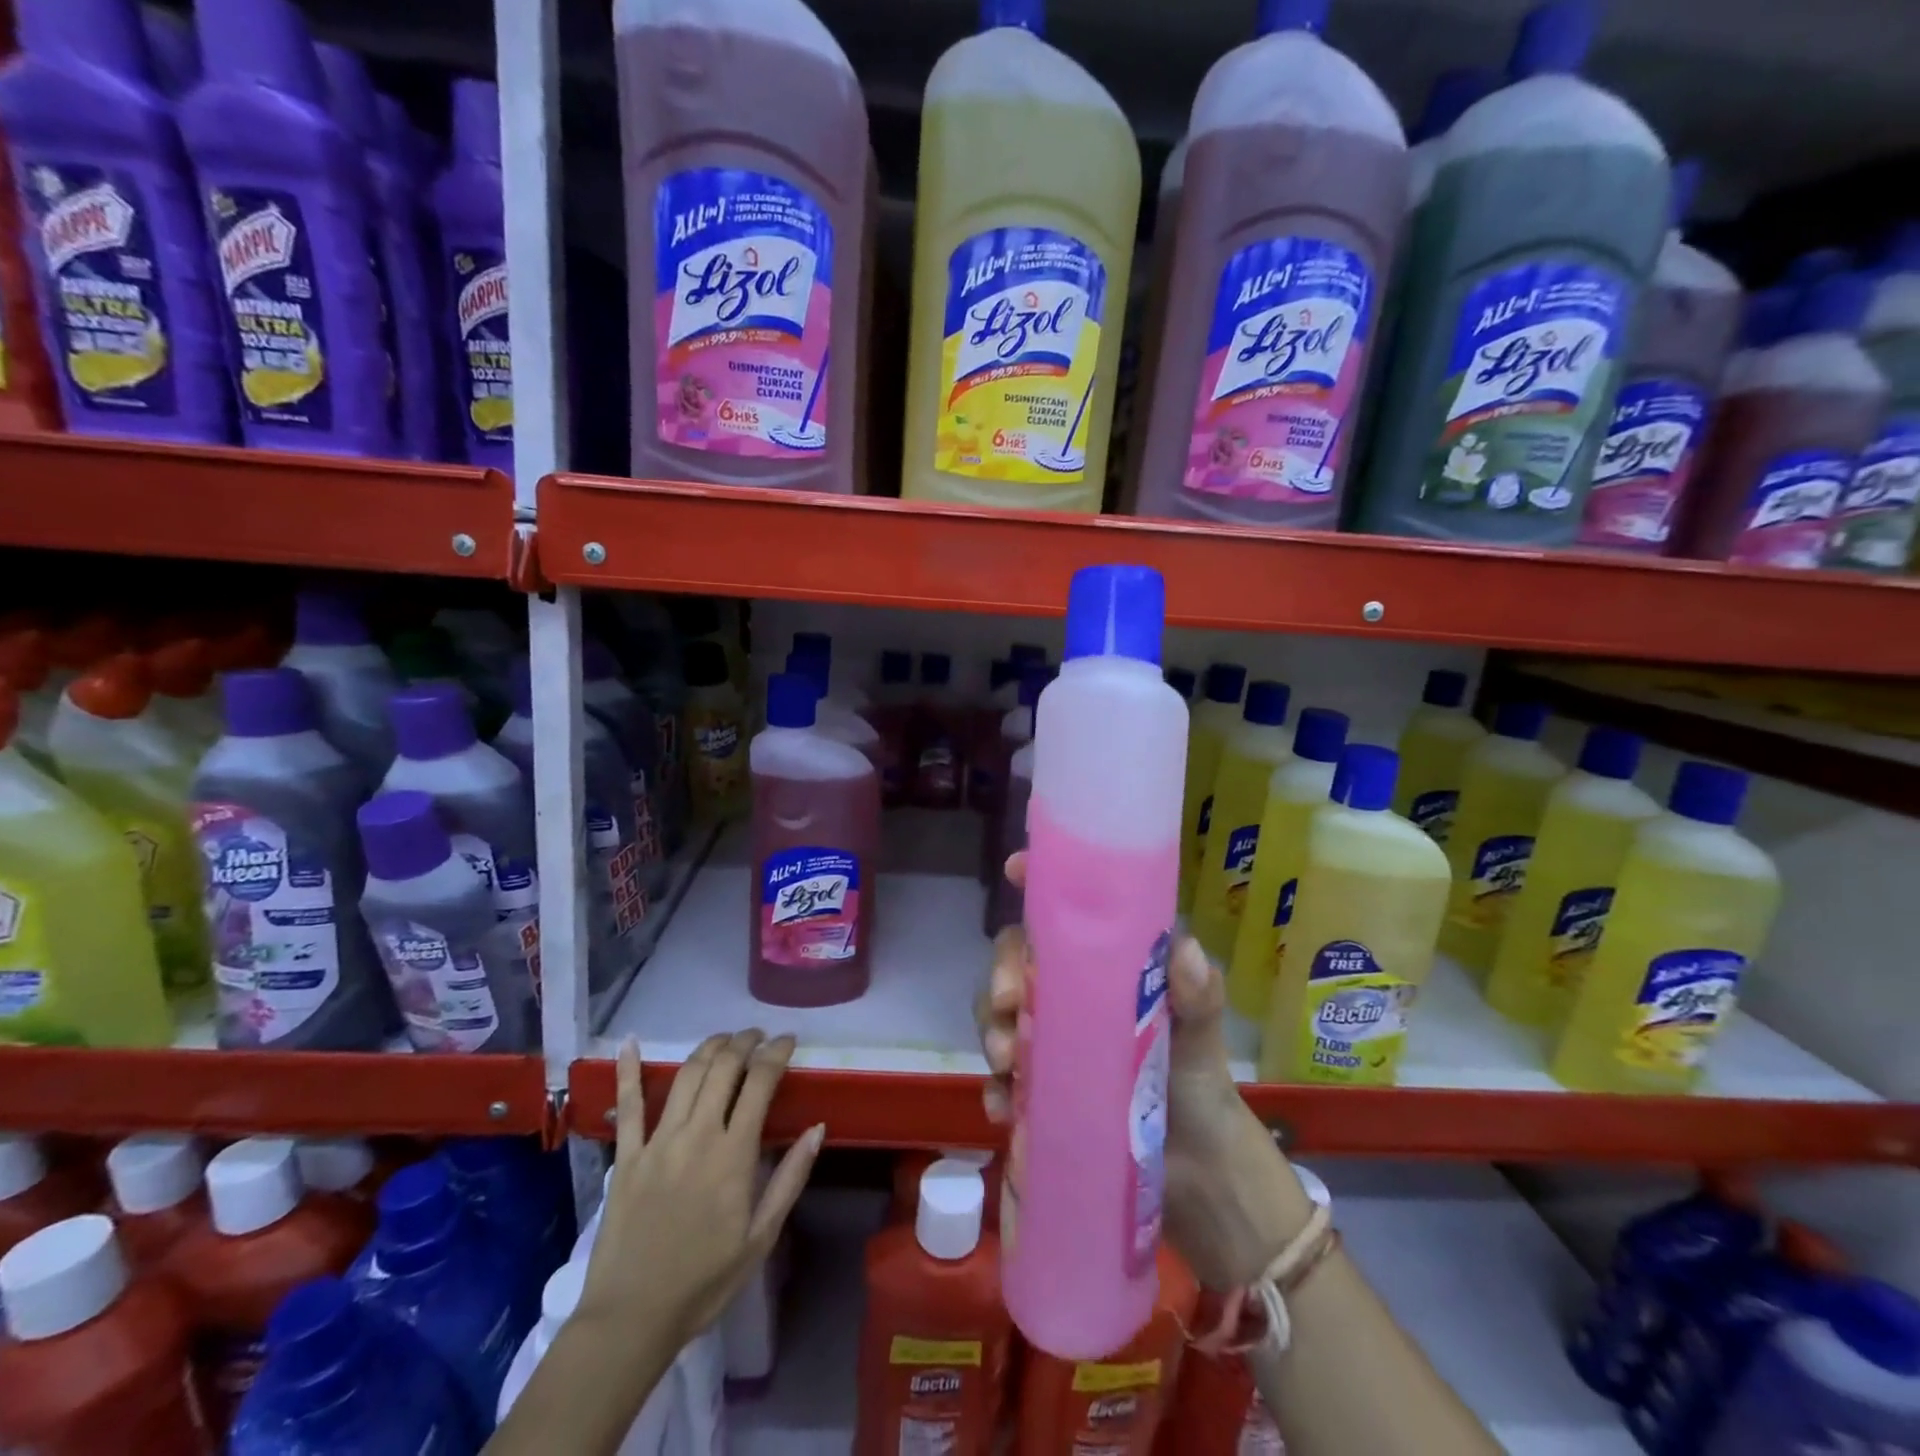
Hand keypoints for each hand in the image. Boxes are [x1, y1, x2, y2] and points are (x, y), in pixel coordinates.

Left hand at [581, 1034, 824, 1348]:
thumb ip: (790, 1178)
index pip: (759, 1082)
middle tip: (758, 1036)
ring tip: (725, 1039)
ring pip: (686, 1075)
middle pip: (723, 1067)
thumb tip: (817, 1127)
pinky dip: (628, 1070)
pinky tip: (629, 1043)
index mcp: (733, 1154)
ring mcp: (658, 1142)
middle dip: (745, 1042)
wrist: (631, 1320)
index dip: (776, 1053)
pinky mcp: (627, 1156)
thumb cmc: (704, 1282)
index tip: (788, 1040)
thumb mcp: (761, 1238)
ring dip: (709, 1047)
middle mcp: (697, 1135)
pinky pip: (628, 1106)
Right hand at [978, 854, 1310, 1289]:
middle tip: (1010, 1002)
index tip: (1014, 870)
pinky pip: (1001, 1080)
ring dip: (993, 1030)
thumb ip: (1198, 997)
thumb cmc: (1199, 1088)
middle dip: (1002, 973)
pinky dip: (995, 1090)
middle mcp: (1069, 999)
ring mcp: (1050, 1046)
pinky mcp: (1038, 1093)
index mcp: (1104, 972)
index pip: (1063, 917)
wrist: (1199, 1178)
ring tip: (1007, 1061)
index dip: (1035, 885)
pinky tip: (1002, 1107)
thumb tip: (1185, 950)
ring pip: (1001, 1017)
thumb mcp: (1201, 1039)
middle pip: (1017, 964)